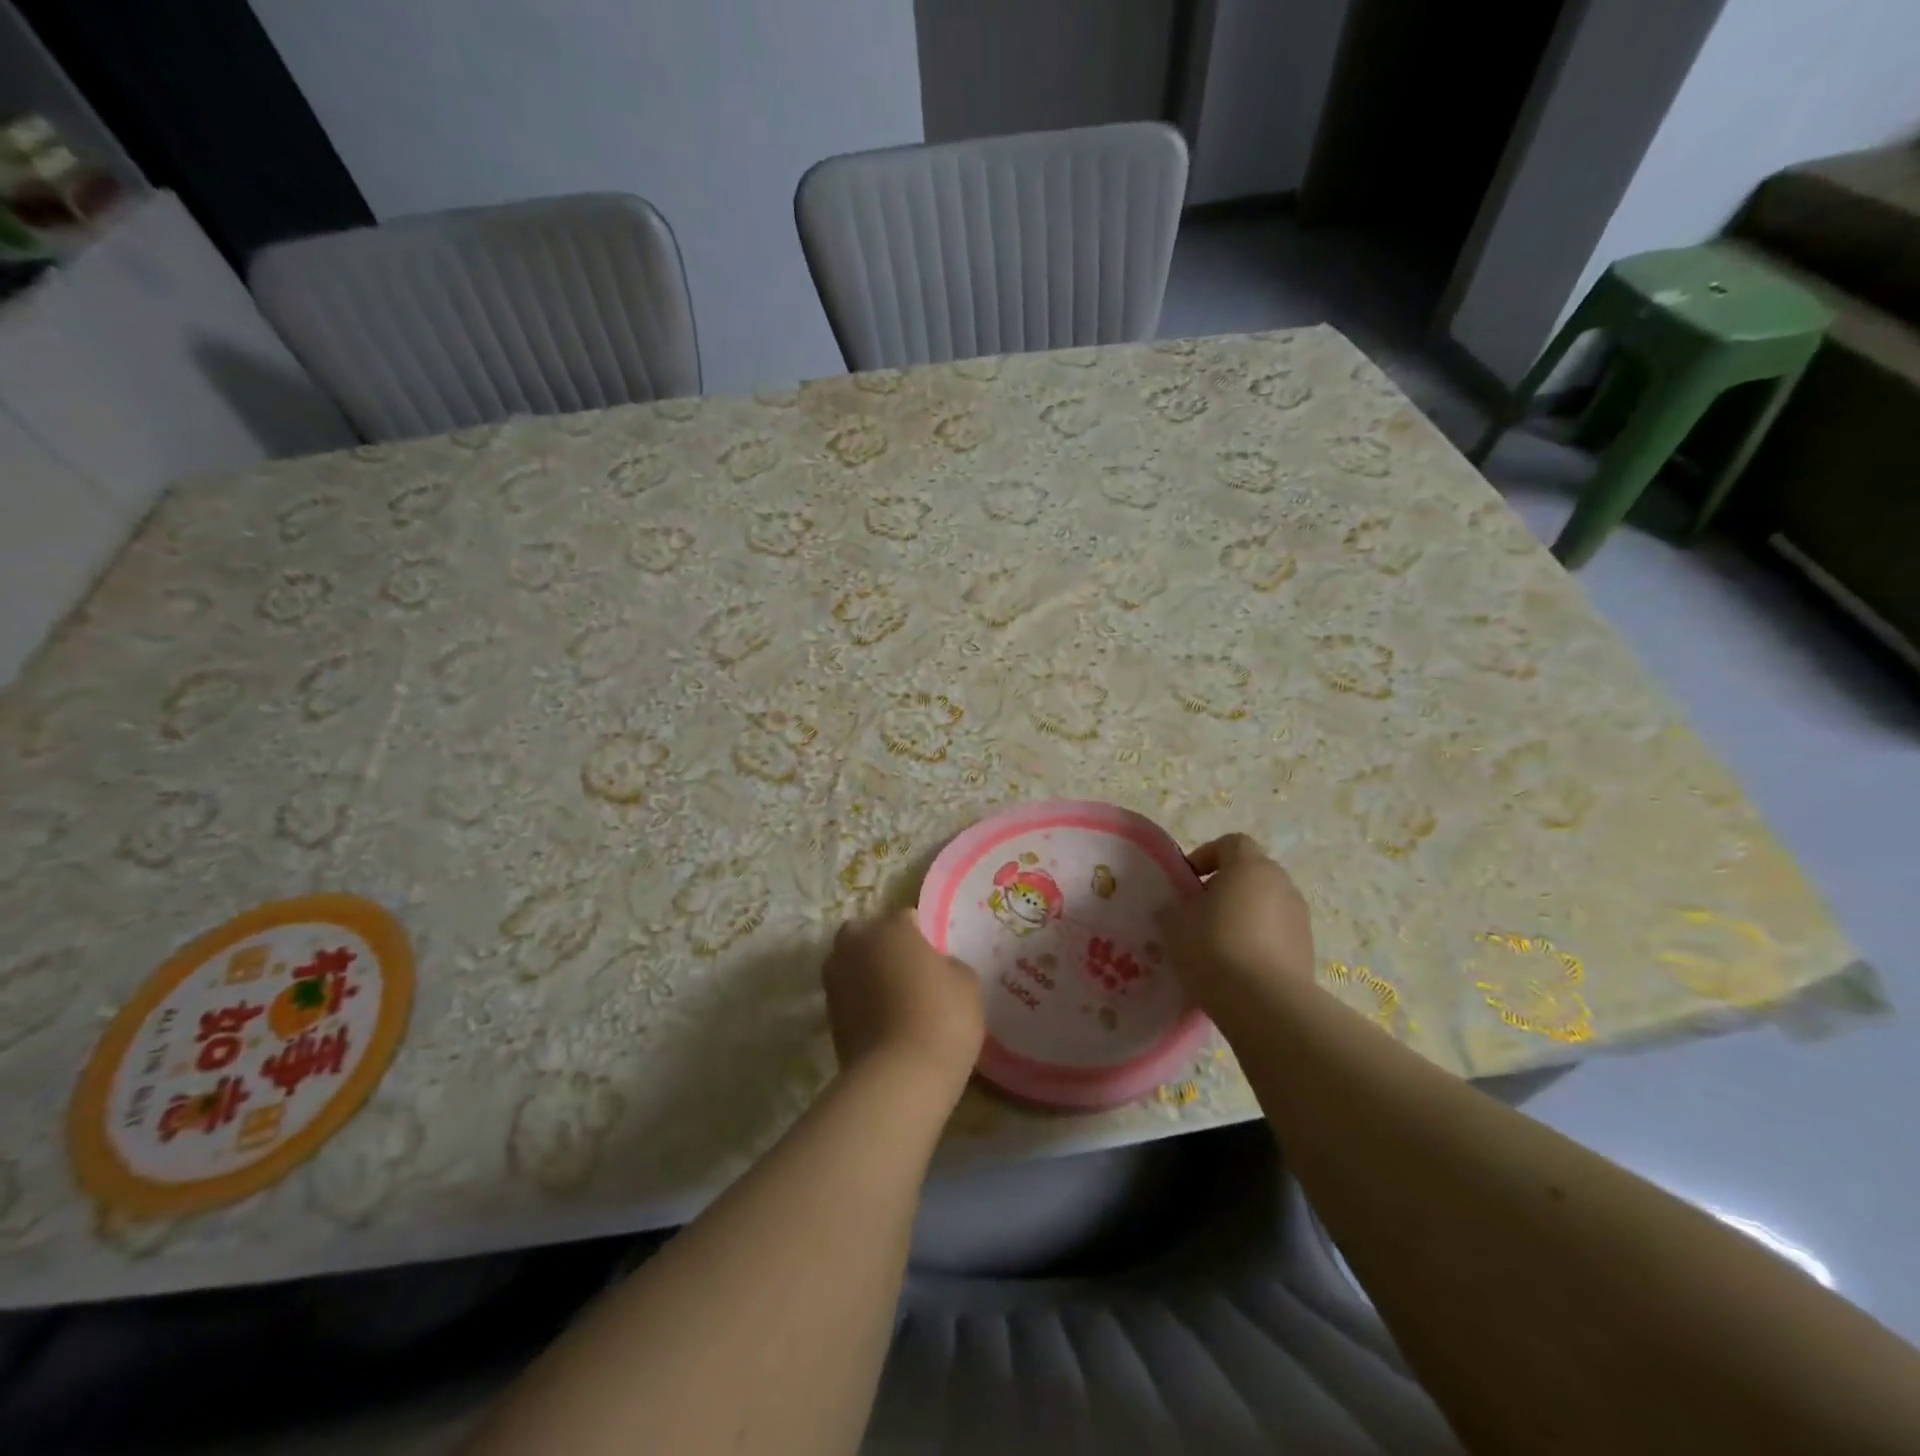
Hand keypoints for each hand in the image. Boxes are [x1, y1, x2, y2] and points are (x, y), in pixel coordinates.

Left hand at [822, 910, 984, 1100]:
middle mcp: (857, 944)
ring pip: (852, 963)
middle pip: (868, 934)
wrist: (899, 1078)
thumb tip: (936, 966)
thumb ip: (949, 964)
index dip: (922, 936)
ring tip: (893, 998)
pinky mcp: (828, 1014)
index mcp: (891, 927)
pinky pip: (849, 994)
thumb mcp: (966, 983)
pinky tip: (882, 1020)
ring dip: (867, 972)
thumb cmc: (941, 1018)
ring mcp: (836, 979)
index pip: (907, 917)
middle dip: (883, 946)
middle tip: (908, 971)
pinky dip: (860, 1001)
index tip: (935, 957)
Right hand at [1160, 834, 1315, 1009]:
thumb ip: (1173, 909)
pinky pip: (1277, 934)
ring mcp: (1300, 918)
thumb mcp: (1175, 926)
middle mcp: (1281, 884)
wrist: (1265, 1004)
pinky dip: (1259, 941)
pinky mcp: (1308, 950)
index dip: (1206, 856)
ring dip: (1244, 916)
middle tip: (1199, 913)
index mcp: (1249, 866)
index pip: (1231, 843)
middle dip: (1225, 888)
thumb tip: (1175, 909)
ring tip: (1218, 945)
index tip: (1187, 881)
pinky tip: (1238, 967)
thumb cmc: (1214, 949)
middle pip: (1251, 874)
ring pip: (1265, 905)